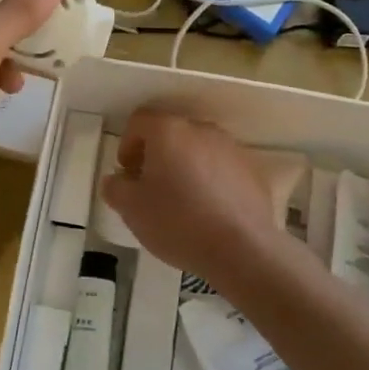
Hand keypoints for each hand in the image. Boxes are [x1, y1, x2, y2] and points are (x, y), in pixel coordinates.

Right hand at [101, 108, 285, 290]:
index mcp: (168, 131)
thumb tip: (116, 180)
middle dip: (157, 155)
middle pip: (171, 133)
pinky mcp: (252, 170)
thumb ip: (116, 188)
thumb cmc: (178, 222)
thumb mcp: (132, 209)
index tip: (128, 173)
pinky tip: (209, 210)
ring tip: (182, 201)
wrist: (242, 249)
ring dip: (185, 166)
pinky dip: (211, 180)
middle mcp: (201, 129)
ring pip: (198, 149)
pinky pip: (222, 167)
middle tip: (150, 187)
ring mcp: (231, 148)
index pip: (140, 120)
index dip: (127, 144)